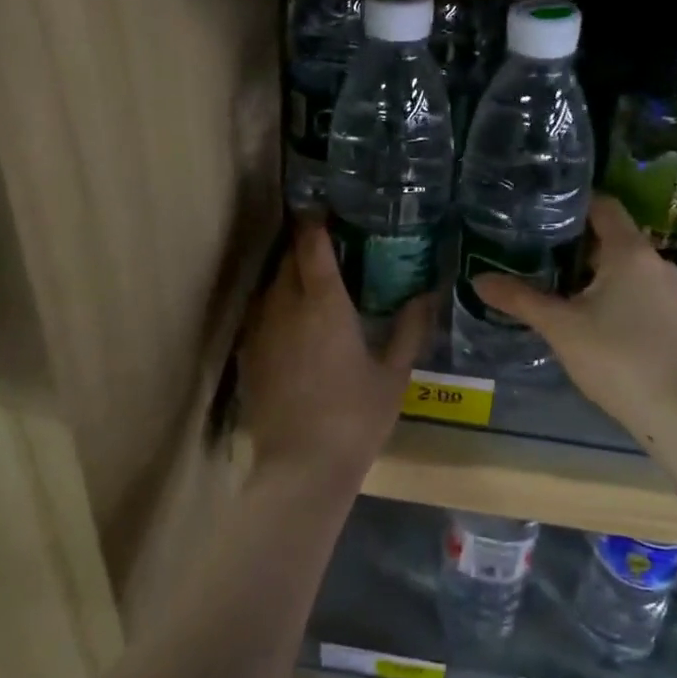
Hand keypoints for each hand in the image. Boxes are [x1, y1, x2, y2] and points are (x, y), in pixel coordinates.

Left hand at [236, 222, 433, 489]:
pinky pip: (261, 313)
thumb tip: (428, 294)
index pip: (312, 245)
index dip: (315, 222)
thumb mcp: (393, 374)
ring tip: (312, 279)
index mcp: (324, 303)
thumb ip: (410, 328)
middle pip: (288, 259)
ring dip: (289, 274)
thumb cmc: (355, 418)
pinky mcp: (248, 354)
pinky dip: (277, 305)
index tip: (324, 209)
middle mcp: (286, 306)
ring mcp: (261, 330)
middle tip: (327, 245)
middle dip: (303, 245)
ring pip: (271, 285)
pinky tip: (293, 321)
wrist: (301, 468)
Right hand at [474, 195, 676, 438]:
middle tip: (539, 253)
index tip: (542, 211)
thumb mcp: (560, 327)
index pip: (604, 206)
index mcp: (630, 251)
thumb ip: (520, 299)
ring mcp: (673, 295)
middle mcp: (657, 264)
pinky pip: (642, 295)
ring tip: (560, 288)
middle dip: (578, 245)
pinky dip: (617, 297)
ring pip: (628, 270)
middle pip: (614, 238)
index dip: (574, 203)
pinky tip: (595, 322)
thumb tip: (478, 280)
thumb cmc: (617, 358)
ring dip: (597, 274)